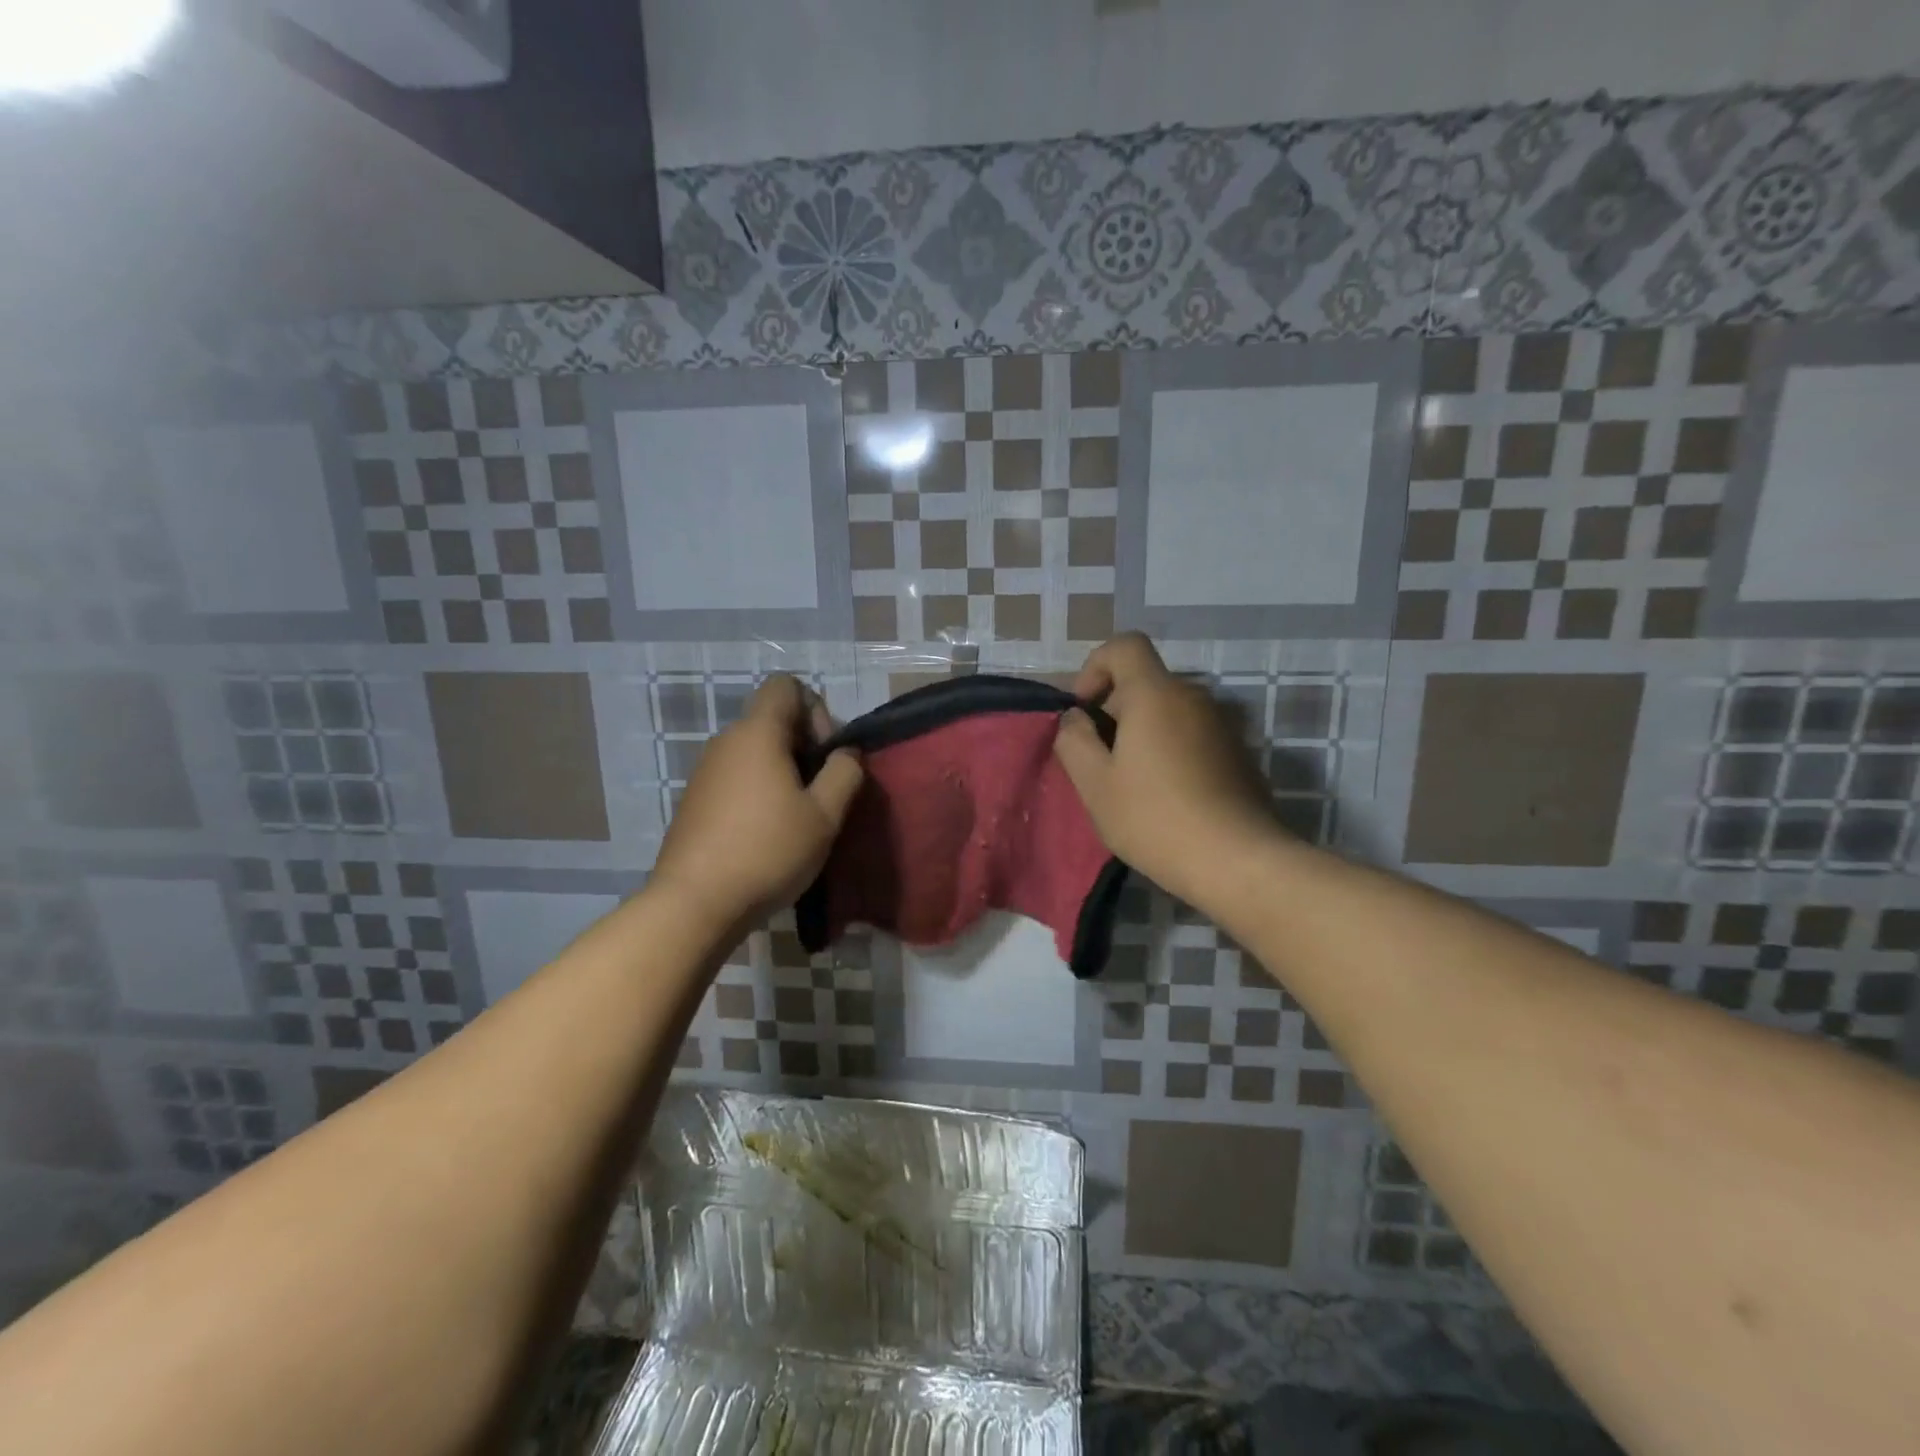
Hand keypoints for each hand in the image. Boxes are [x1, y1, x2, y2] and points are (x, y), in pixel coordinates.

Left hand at [649, 676, 863, 931]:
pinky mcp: (695, 799)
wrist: (695, 903)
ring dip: (783, 772)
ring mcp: (705, 771)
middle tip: (820, 793)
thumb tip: (845, 752)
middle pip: (773, 719)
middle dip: (805, 746)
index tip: (824, 755)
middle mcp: (726, 741)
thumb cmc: (768, 851)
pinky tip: (767, 834)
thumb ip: (845, 772)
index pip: (786, 685)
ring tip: (797, 818)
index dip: (816, 709)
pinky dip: (759, 791)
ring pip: (755, 751)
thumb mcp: (825, 815)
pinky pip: (736, 777)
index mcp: (757, 733)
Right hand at [1054, 633, 1281, 912]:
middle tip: (1100, 762)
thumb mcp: (1095, 783)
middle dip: (1114, 711)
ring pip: (1168, 711)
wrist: (1237, 861)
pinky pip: (1191, 735)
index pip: (1125, 646)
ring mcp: (1221, 725)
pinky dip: (1170, 751)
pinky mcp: (1237, 753)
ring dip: (1142, 734)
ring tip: (1131, 784)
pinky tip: (1166, 797)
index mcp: (1155, 694)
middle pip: (1145, 683)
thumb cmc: (1154, 818)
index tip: (1085, 711)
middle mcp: (1193, 697)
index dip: (1096, 667)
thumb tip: (1076, 718)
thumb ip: (1074, 740)